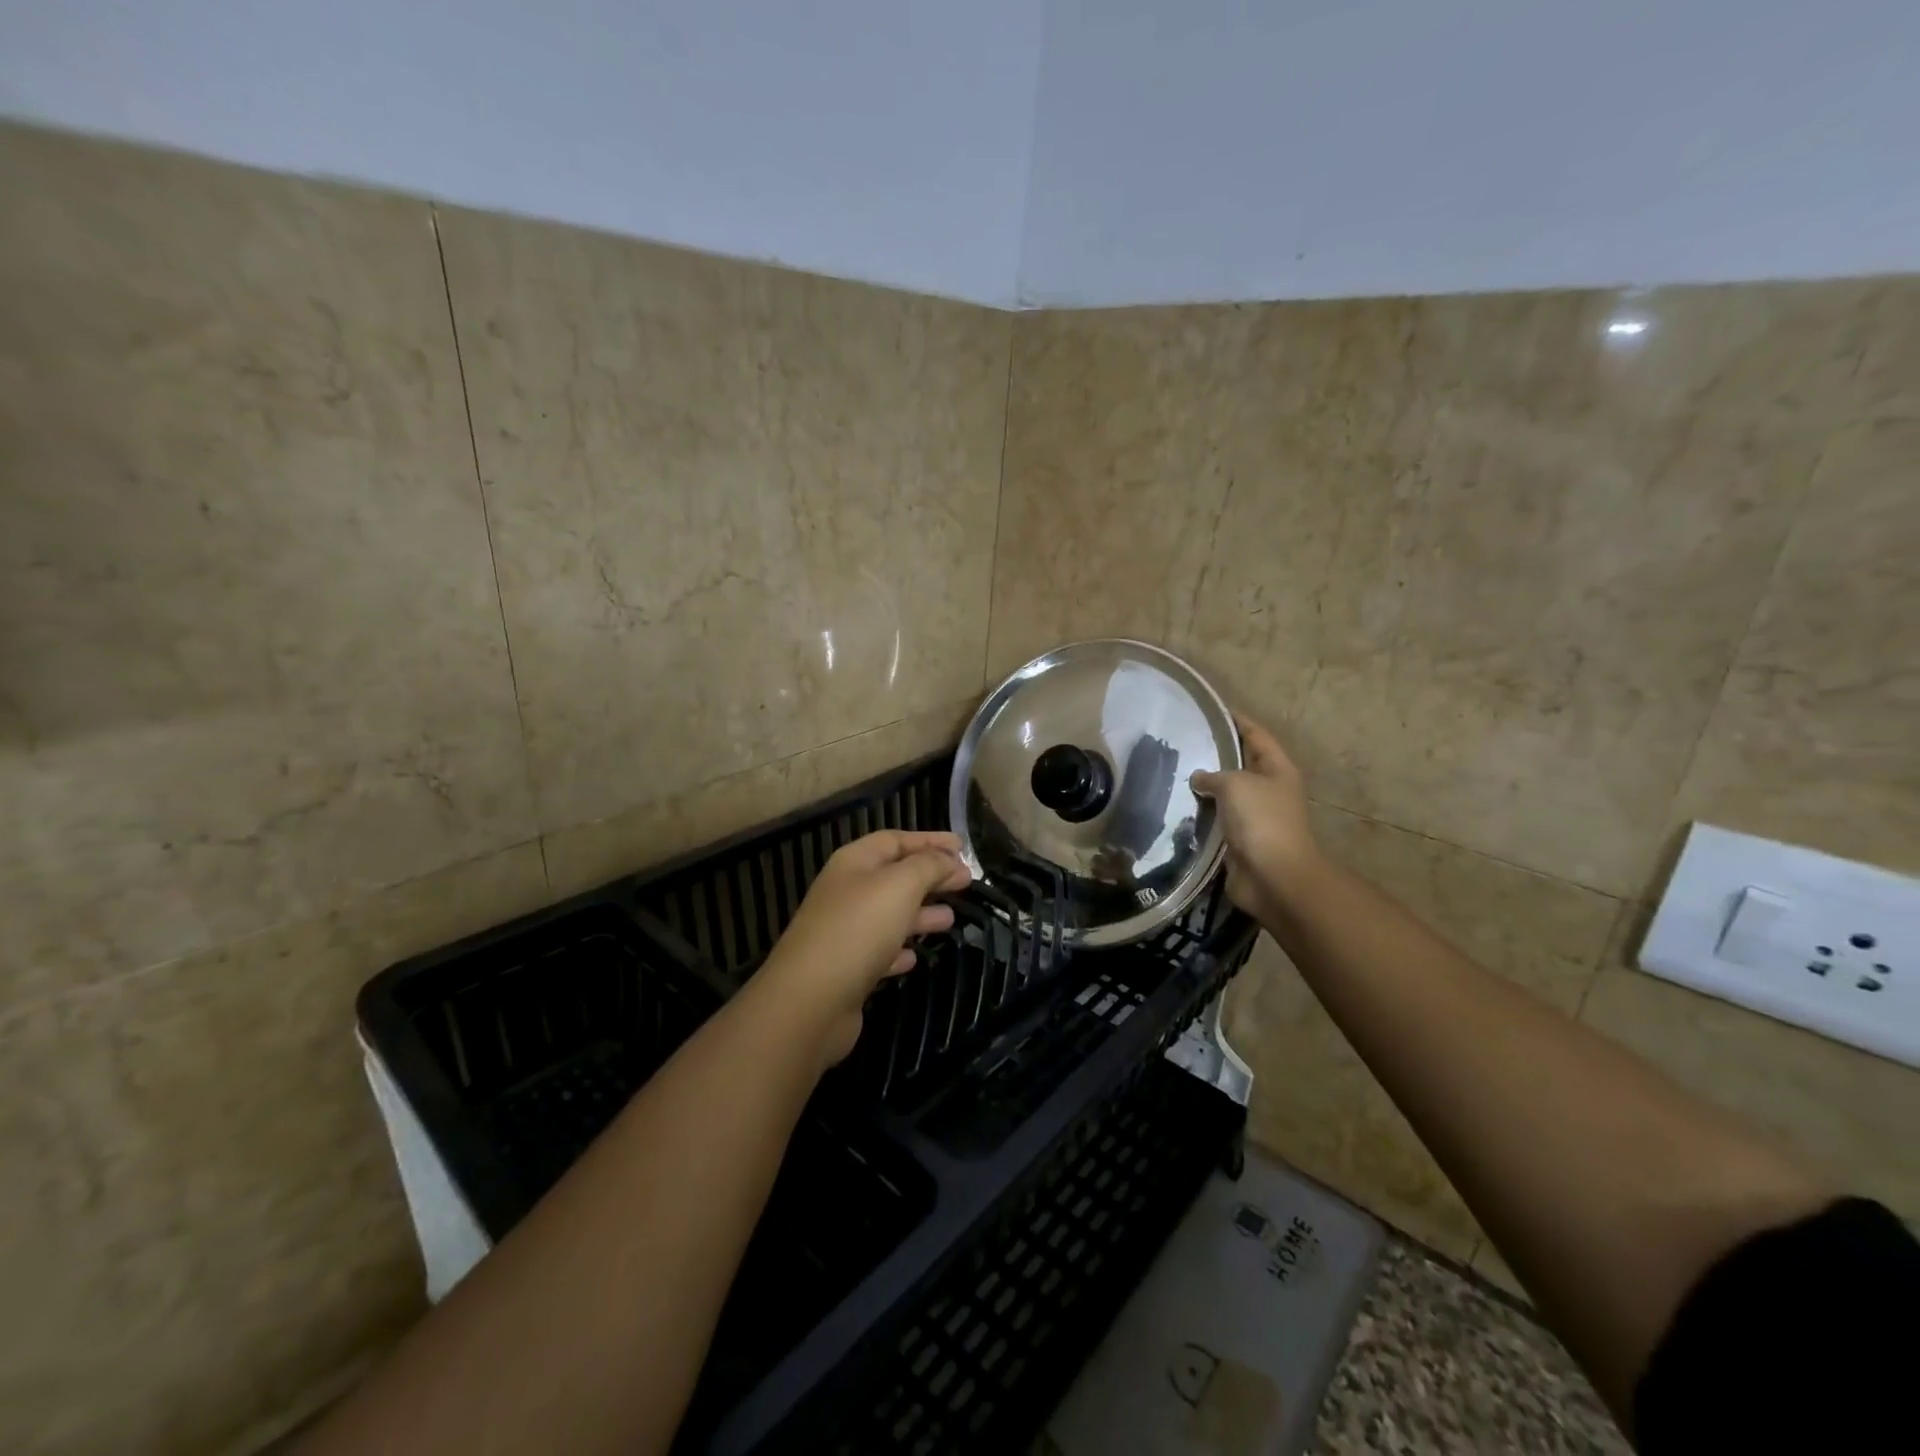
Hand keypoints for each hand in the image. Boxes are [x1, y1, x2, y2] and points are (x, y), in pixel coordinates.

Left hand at [756, 830, 971, 1064]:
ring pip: (889, 914)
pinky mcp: (846, 970)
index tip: (962, 846)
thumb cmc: (858, 929)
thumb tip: (950, 859)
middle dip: (930, 876)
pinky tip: (915, 958)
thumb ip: (929, 866)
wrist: (810, 1001)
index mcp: (854, 863)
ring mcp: (844, 932)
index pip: (895, 840)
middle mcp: (846, 892)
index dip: (929, 840)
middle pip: (894, 876)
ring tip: (950, 919)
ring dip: (920, 913)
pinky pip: (879, 951)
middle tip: (966, 881)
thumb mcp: (900, 885)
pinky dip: (900, 949)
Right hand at [1190, 713, 1319, 920]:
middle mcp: (1268, 790)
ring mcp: (1255, 816)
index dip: (1236, 721)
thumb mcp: (1236, 785)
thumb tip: (1198, 777)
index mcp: (1277, 769)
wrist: (1273, 877)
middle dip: (1215, 754)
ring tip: (1173, 771)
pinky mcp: (1239, 840)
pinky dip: (1200, 813)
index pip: (1256, 735)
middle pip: (1240, 764)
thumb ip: (1214, 775)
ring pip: (1226, 794)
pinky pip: (1216, 819)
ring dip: (1204, 786)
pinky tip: (1176, 805)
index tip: (1211, 710)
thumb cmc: (1261, 821)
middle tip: (1182, 742)